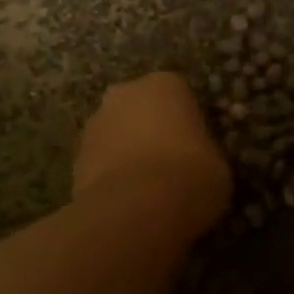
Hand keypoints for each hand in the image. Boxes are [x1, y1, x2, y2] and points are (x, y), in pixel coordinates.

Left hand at [75, 71, 231, 226]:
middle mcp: (124, 93)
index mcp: (165, 84)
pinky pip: (99, 163)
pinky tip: (124, 202)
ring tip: (144, 190)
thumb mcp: (218, 164)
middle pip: (139, 108)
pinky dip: (109, 177)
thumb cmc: (190, 175)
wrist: (137, 209)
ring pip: (115, 134)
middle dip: (148, 130)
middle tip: (168, 165)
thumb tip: (196, 162)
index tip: (194, 147)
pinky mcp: (75, 158)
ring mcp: (94, 124)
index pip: (178, 95)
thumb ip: (203, 151)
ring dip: (125, 153)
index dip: (186, 122)